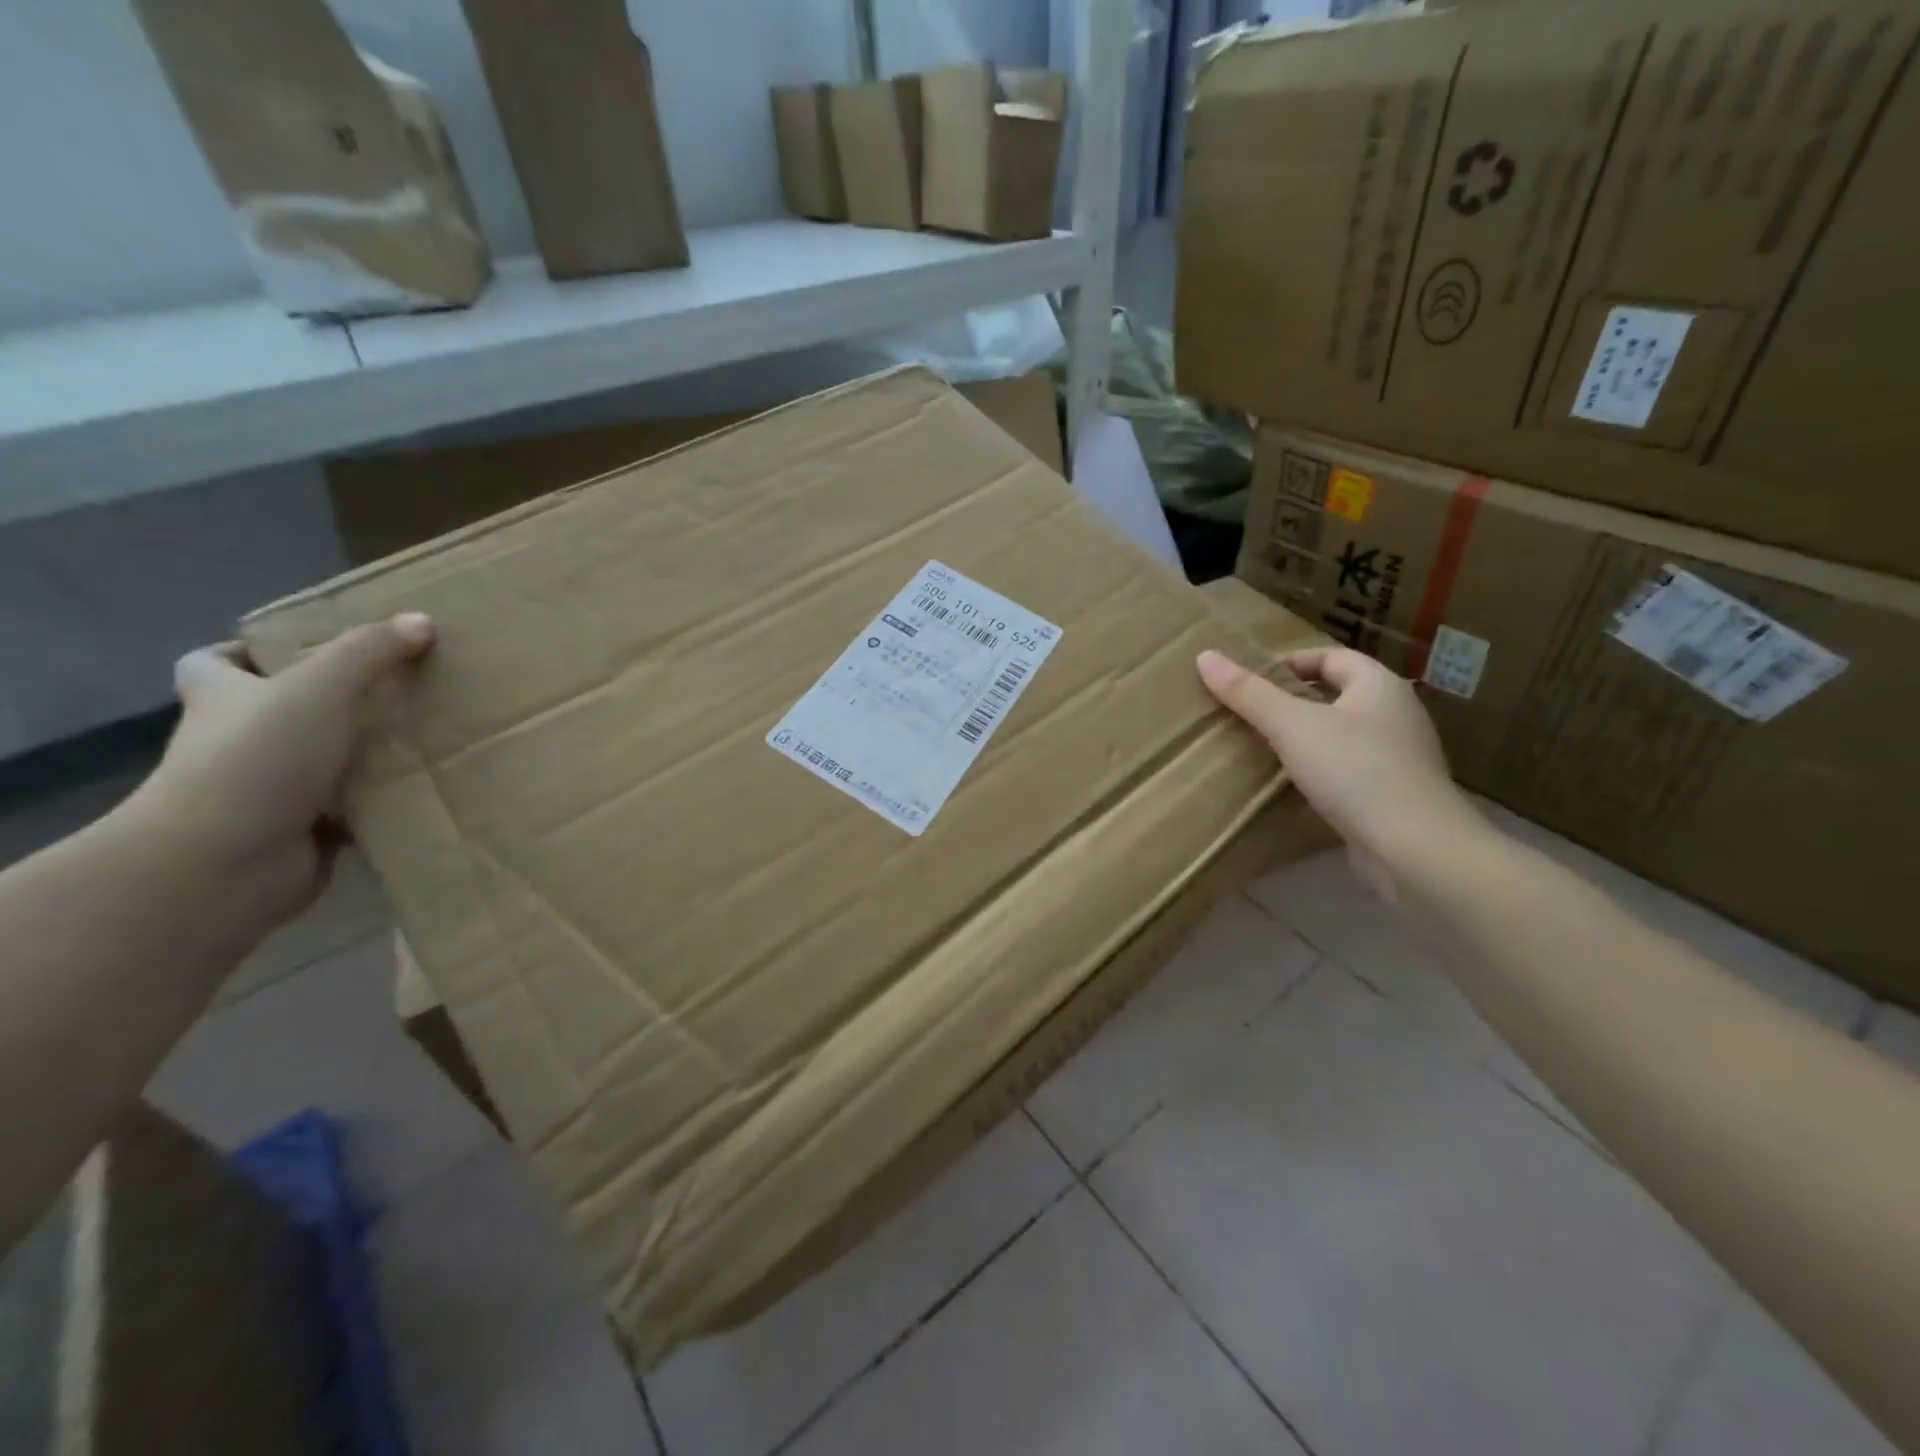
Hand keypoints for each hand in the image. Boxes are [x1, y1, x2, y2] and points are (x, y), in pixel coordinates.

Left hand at [128, 614, 434, 930]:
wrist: (225, 863)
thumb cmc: (257, 760)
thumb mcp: (319, 688)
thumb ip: (370, 652)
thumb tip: (422, 621)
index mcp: (224, 700)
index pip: (212, 664)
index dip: (247, 652)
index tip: (302, 648)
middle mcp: (239, 742)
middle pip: (279, 711)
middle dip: (330, 702)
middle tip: (395, 688)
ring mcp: (269, 791)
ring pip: (322, 761)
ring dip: (365, 753)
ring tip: (427, 734)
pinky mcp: (302, 832)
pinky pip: (351, 809)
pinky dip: (381, 801)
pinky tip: (426, 787)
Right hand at [1197, 646, 1486, 898]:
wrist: (1415, 849)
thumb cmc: (1354, 771)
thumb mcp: (1291, 726)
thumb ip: (1249, 693)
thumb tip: (1205, 656)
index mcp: (1379, 686)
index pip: (1332, 657)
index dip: (1292, 663)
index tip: (1253, 681)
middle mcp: (1396, 714)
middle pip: (1339, 694)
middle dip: (1295, 700)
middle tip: (1252, 713)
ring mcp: (1400, 757)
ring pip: (1344, 733)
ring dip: (1307, 737)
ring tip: (1265, 748)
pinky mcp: (1395, 794)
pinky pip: (1351, 768)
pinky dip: (1322, 770)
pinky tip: (1295, 786)